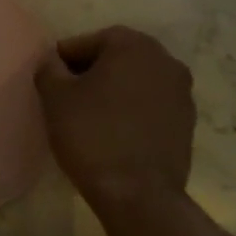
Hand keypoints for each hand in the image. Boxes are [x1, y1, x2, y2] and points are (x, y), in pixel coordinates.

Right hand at [35, 26, 195, 214]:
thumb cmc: (92, 135)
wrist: (138, 194)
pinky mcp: (187, 123)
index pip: (91, 41)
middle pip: (118, 58)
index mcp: (134, 46)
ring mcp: (182, 93)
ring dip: (114, 91)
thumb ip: (49, 69)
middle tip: (67, 95)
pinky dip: (132, 112)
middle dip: (92, 72)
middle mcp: (165, 61)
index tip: (50, 78)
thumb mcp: (55, 97)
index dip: (65, 58)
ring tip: (89, 116)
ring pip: (136, 82)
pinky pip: (151, 106)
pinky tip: (113, 133)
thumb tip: (51, 61)